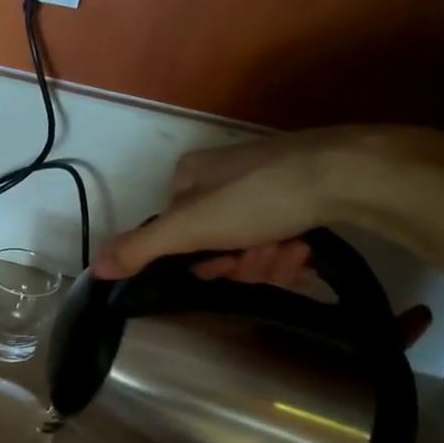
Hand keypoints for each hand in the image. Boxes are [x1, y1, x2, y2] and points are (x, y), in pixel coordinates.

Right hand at [95, 125, 440, 282]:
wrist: (349, 173)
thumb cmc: (258, 197)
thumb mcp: (190, 227)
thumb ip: (140, 248)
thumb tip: (94, 268)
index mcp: (187, 176)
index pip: (175, 232)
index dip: (198, 259)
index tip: (222, 266)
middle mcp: (220, 175)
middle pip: (215, 242)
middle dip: (240, 261)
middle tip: (263, 258)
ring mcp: (262, 181)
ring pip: (250, 243)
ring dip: (268, 260)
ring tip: (292, 251)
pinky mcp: (300, 191)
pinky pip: (279, 233)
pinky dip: (290, 248)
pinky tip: (305, 246)